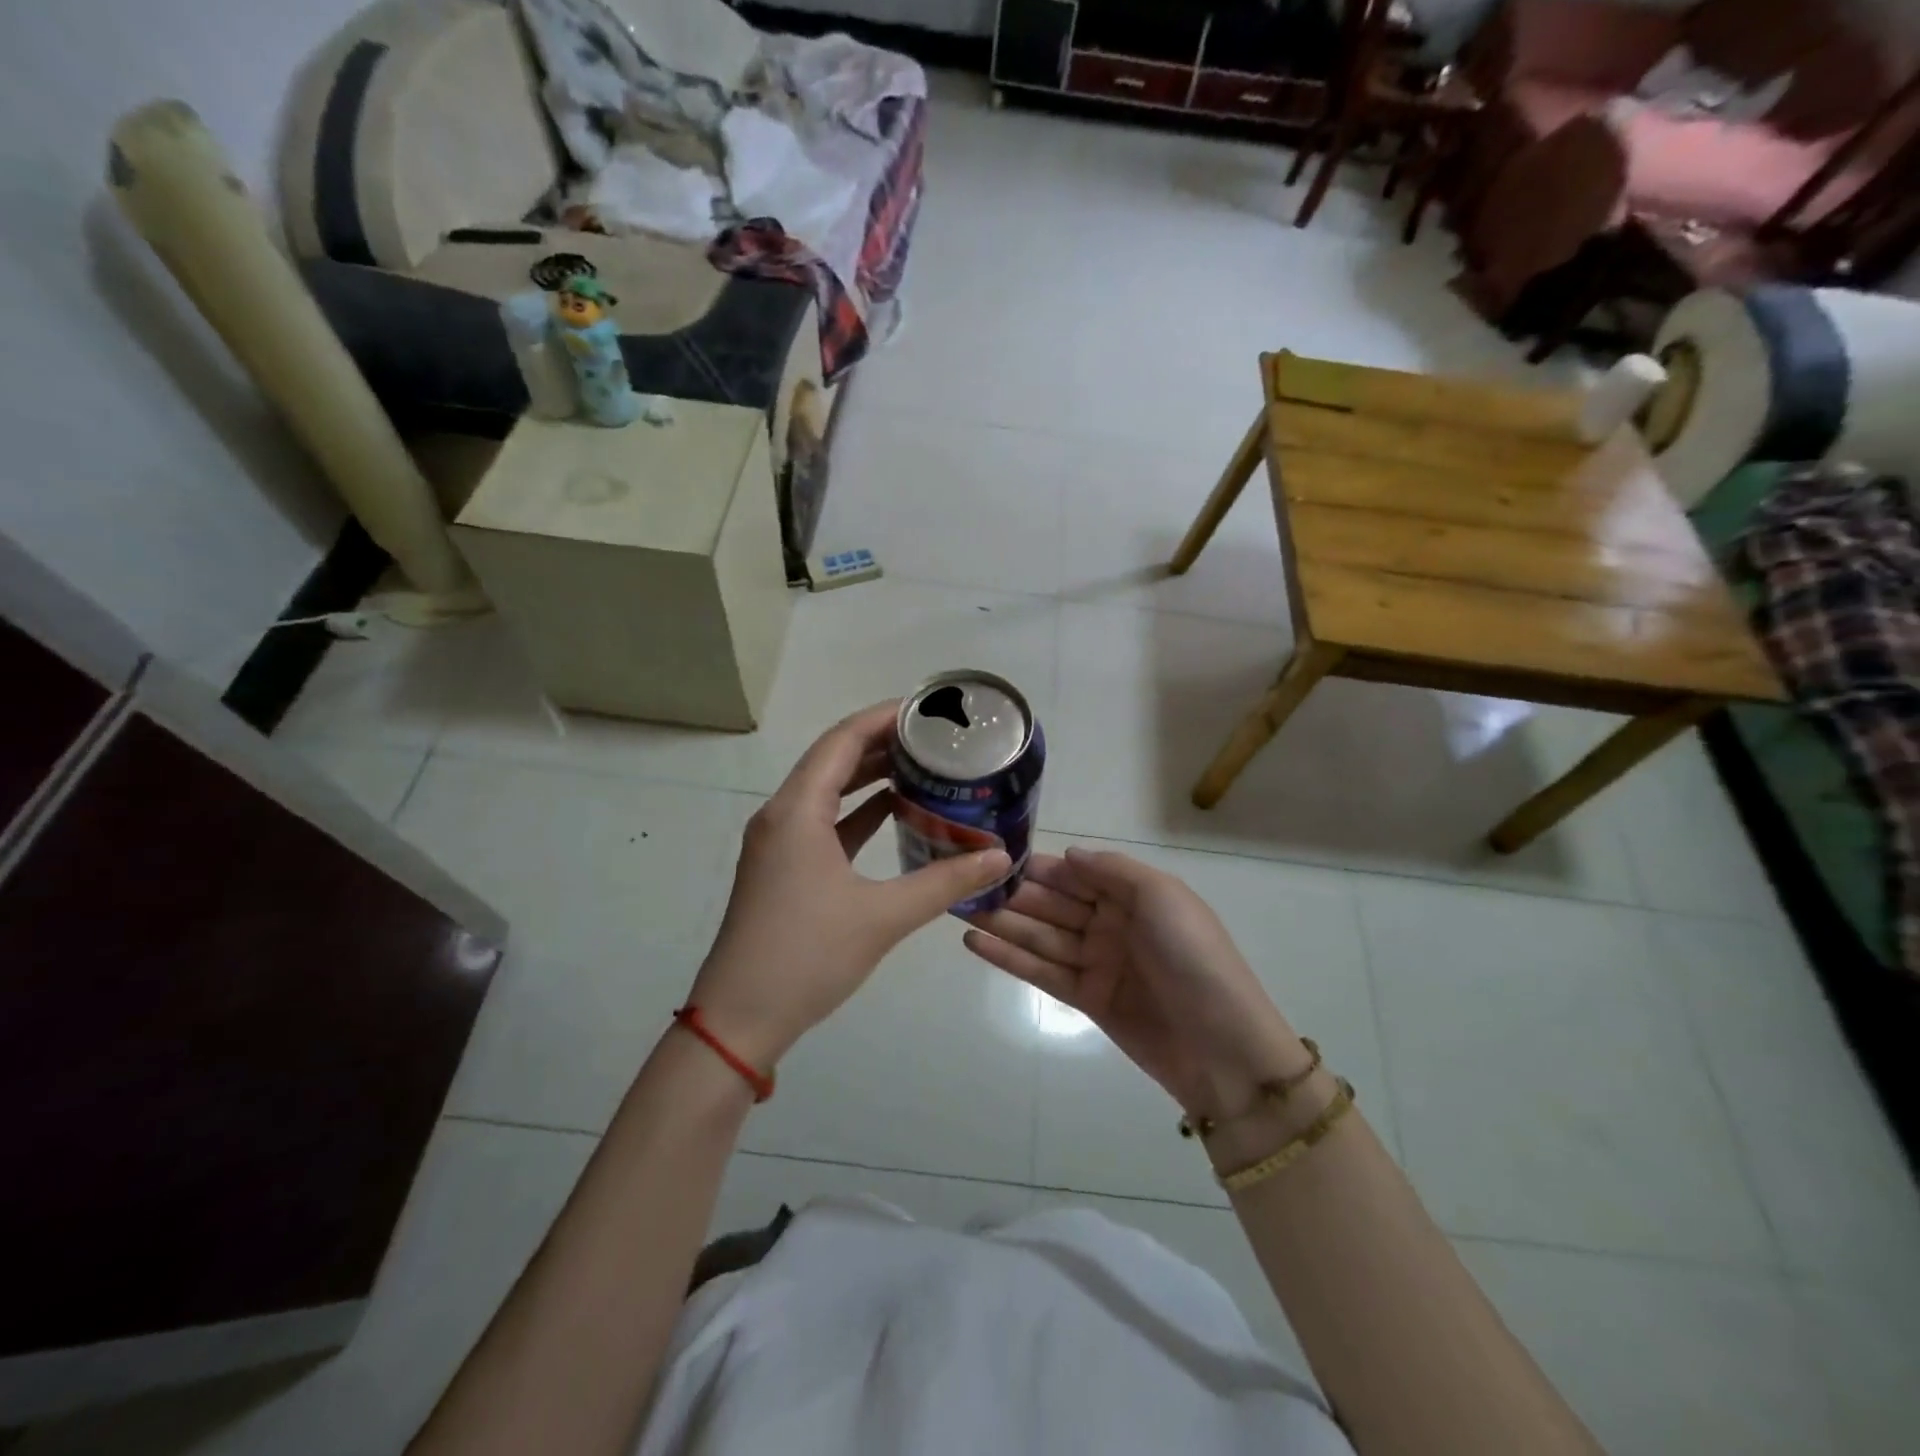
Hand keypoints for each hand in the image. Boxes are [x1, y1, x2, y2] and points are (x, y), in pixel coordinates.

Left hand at [688, 703, 1011, 1067]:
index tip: (926, 710)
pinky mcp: (782, 868)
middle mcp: (782, 815)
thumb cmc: (806, 957)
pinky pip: (823, 822)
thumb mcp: (883, 916)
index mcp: (797, 811)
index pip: (842, 740)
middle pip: (833, 759)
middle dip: (882, 743)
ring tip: (920, 766)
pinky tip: (894, 814)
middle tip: (934, 738)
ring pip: (827, 791)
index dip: (884, 718)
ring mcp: (778, 843)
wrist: (739, 1019)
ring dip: (869, 776)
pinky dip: (857, 812)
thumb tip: (1001, 857)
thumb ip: (945, 882)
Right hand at [963, 848, 1307, 1120]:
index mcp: (1133, 894)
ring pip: (1041, 936)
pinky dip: (1009, 957)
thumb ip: (1112, 871)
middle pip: (1053, 903)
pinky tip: (975, 943)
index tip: (992, 855)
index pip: (1075, 873)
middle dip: (1012, 893)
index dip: (1036, 866)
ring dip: (1002, 923)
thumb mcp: (1162, 896)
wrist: (1224, 1048)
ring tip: (957, 909)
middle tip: (962, 883)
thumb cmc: (1195, 958)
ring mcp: (1098, 962)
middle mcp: (1112, 923)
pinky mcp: (1087, 999)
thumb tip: (1067, 855)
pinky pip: (1042, 971)